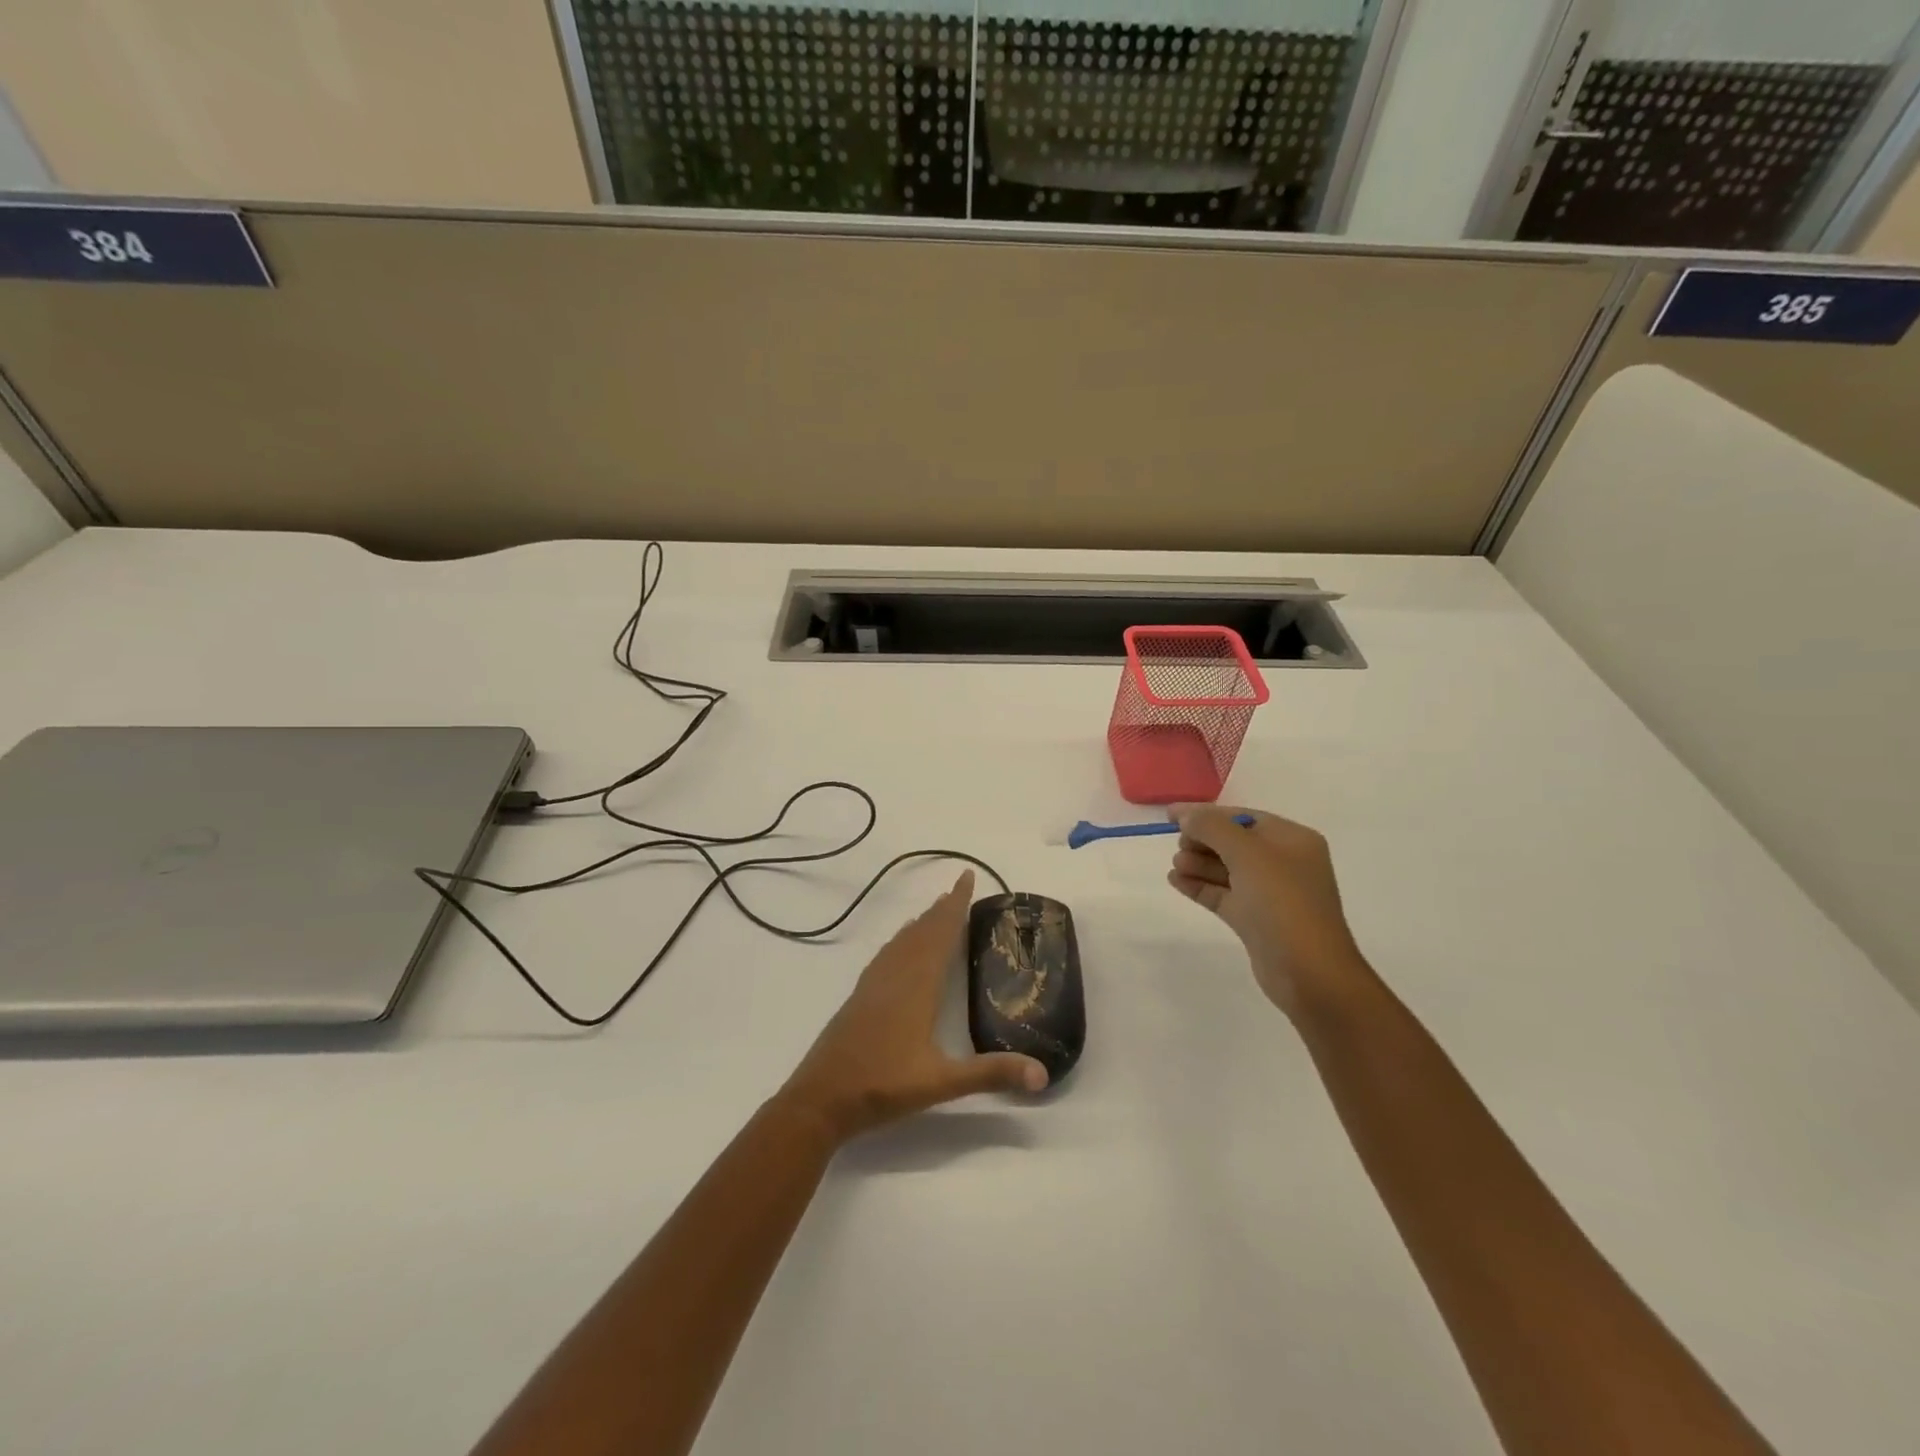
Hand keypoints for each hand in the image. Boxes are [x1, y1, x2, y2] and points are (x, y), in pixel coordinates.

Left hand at [777, 871, 1048, 1143]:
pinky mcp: (860, 997)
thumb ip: (991, 1073)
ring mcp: (873, 984)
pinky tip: (900, 952)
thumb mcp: (942, 1082)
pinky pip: (887, 955)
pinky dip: (901, 941)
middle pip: (922, 931)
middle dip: (942, 909)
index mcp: (917, 984)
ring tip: (935, 912)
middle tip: (959, 889)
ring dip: (921, 923)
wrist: (820, 1098)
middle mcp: (895, 975)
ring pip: (902, 941)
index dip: (956, 904)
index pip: (941, 932)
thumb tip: (1042, 1074)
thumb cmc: (883, 1085)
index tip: (966, 876)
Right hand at [1167, 806, 1369, 1017]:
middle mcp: (1284, 863)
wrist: (1308, 972)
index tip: (1170, 815)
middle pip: (1233, 842)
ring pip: (1227, 869)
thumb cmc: (1282, 902)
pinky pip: (1223, 894)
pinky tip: (1176, 881)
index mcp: (1292, 840)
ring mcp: (1270, 894)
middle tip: (1179, 846)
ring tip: (1175, 865)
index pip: (1243, 817)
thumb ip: (1212, 828)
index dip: (1206, 814)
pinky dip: (1200, 886)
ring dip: (1199, 863)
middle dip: (1203, 841)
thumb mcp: (1247, 854)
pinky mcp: (1256, 920)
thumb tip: (1185, 816)